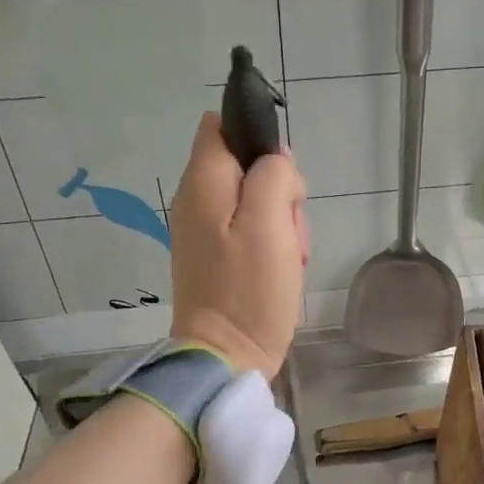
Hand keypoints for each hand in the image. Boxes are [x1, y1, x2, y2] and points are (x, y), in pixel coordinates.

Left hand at [170, 113, 308, 378]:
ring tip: (287, 257)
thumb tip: (276, 161)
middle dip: (278, 190)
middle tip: (288, 228)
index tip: (281, 177)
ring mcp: (204, 231)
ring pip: (254, 202)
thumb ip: (274, 176)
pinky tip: (279, 270)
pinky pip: (249, 233)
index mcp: (203, 182)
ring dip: (279, 222)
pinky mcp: (215, 258)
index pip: (222, 126)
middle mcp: (196, 200)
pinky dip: (270, 245)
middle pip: (246, 168)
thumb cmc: (249, 290)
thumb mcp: (270, 223)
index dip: (257, 139)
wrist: (226, 357)